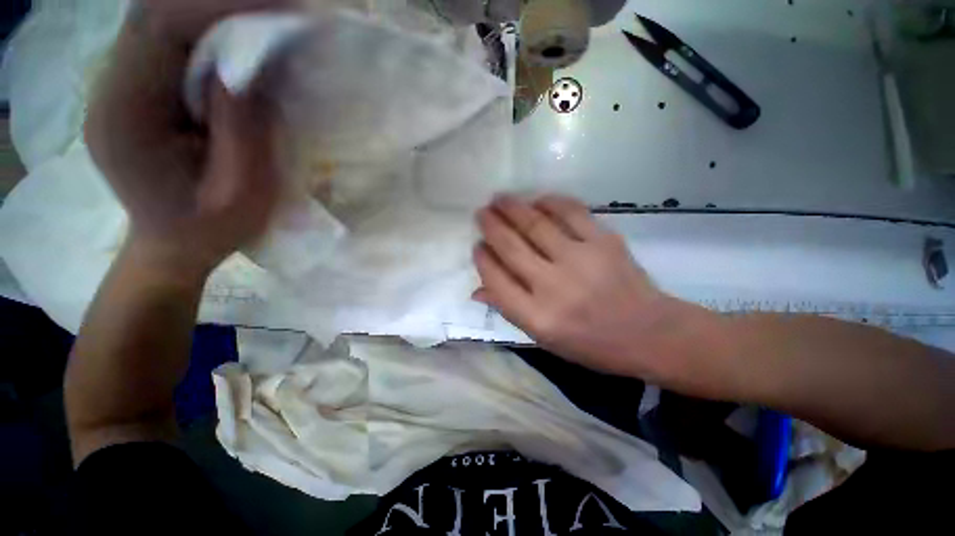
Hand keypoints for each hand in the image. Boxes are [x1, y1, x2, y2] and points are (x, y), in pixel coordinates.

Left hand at [85, 0, 286, 280]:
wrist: (174, 246)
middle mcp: (111, 86)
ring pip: (162, 19)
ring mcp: (120, 83)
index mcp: (125, 115)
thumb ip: (244, 129)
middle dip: (222, 1)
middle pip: (156, 11)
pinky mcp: (137, 86)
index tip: (281, 9)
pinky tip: (243, 43)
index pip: (159, 26)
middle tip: (281, 9)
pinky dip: (209, 30)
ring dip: (217, 12)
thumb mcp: (241, 192)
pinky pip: (170, 38)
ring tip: (269, 21)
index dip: (219, 6)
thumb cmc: (211, 231)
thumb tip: (253, 66)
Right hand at [474, 195, 692, 377]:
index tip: (477, 245)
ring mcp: (580, 260)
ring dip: (513, 208)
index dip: (482, 259)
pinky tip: (538, 199)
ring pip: (536, 225)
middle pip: (511, 247)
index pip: (497, 280)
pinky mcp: (604, 242)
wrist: (649, 334)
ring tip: (499, 198)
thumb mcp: (544, 338)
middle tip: (481, 213)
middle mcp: (554, 287)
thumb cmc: (590, 343)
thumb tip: (477, 289)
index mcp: (537, 317)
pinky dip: (551, 202)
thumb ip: (509, 310)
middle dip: (491, 226)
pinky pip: (571, 212)